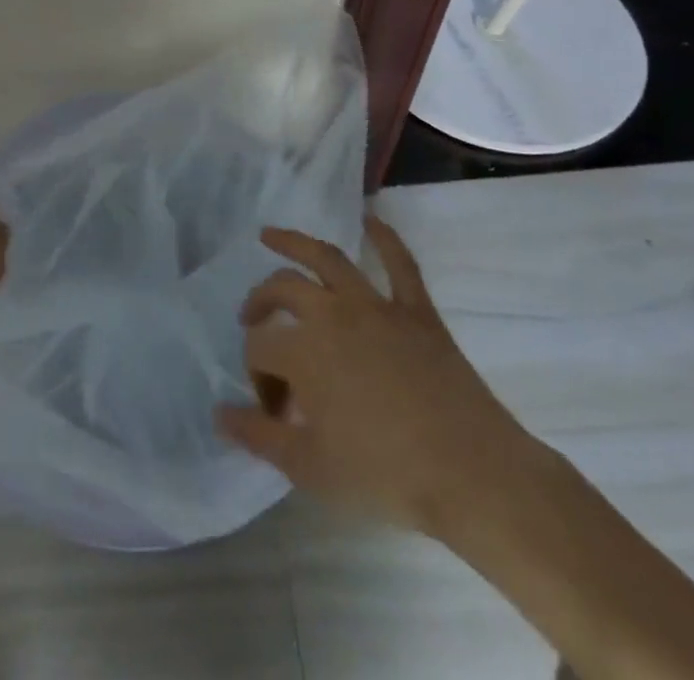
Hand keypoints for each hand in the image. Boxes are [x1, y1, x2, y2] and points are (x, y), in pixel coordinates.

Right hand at [217, 217, 543, 538]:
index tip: (274, 411)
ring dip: (295, 241)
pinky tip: (370, 219)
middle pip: (281, 290)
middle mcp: (331, 313)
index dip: (258, 377)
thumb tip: (220, 414)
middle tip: (251, 319)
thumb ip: (258, 436)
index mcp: (302, 350)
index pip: (259, 350)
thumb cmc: (385, 474)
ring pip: (327, 258)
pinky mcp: (416, 310)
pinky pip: (400, 263)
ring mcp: (376, 306)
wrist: (473, 475)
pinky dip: (385, 237)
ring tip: (270, 234)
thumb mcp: (309, 467)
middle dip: (259, 303)